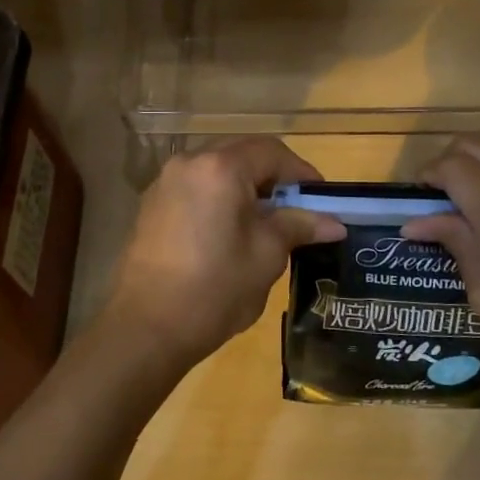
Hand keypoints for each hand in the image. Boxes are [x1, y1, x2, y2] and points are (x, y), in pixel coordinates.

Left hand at [102, 138, 345, 373]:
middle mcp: (189, 162)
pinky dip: (219, 196)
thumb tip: (334, 222)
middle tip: (296, 207)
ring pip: (216, 168)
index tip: (321, 200)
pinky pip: (195, 186)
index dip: (301, 172)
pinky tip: (229, 230)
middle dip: (273, 175)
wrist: (146, 327)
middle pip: (241, 153)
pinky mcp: (151, 205)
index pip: (271, 152)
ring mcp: (165, 182)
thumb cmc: (215, 288)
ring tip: (265, 221)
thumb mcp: (266, 256)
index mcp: (221, 168)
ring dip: (245, 184)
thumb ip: (298, 227)